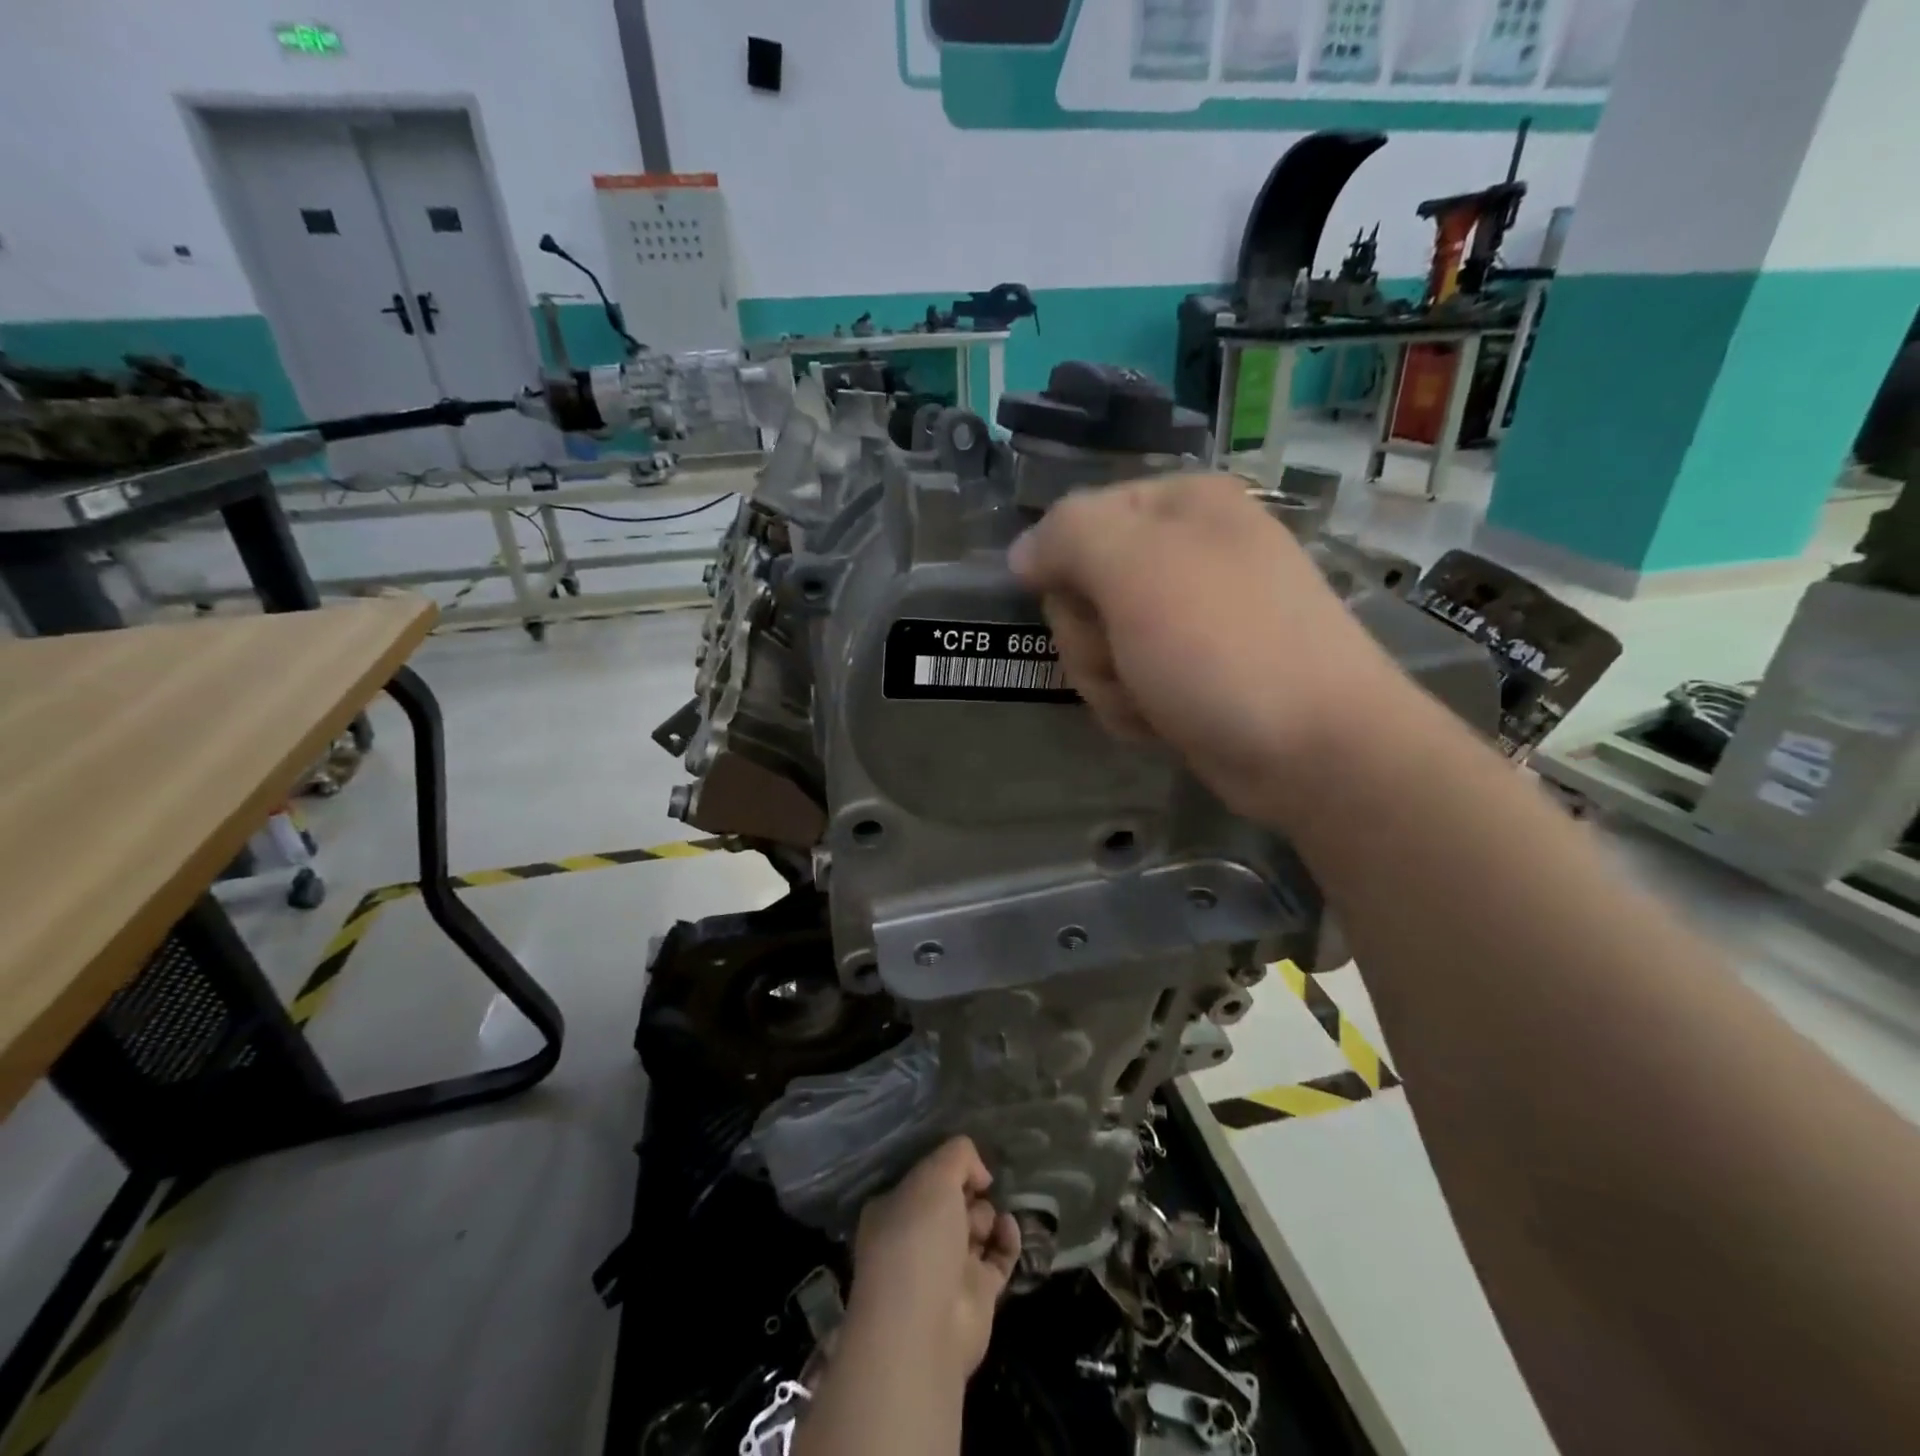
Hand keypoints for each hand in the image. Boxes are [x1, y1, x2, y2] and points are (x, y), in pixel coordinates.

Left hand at [848, 1137, 1020, 1378]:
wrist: (924, 1327)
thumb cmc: (918, 1239)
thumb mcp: (934, 1176)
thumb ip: (958, 1156)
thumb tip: (979, 1173)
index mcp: (893, 1211)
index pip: (923, 1180)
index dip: (946, 1169)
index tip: (965, 1163)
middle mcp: (917, 1239)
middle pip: (951, 1203)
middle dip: (968, 1193)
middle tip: (976, 1194)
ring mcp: (946, 1270)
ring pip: (975, 1229)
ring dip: (987, 1215)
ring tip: (986, 1220)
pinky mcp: (977, 1295)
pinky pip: (998, 1257)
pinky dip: (1007, 1240)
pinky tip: (1008, 1228)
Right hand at [1009, 473, 1397, 821]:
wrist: (1314, 750)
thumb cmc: (1224, 645)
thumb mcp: (1136, 568)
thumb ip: (1067, 537)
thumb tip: (1023, 551)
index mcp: (1181, 507)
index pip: (1075, 521)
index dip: (1067, 568)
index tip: (1087, 602)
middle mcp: (1184, 556)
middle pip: (1080, 590)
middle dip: (1091, 637)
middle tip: (1129, 654)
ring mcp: (1188, 623)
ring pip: (1095, 646)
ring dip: (1110, 681)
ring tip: (1155, 696)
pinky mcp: (1187, 677)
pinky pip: (1123, 685)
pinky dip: (1133, 709)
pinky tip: (1166, 722)